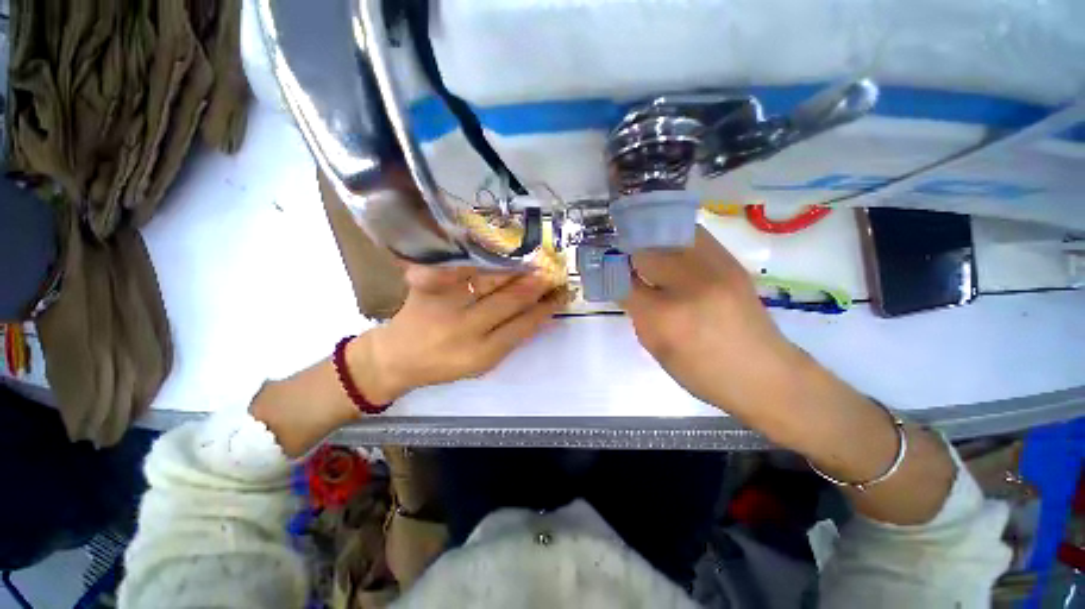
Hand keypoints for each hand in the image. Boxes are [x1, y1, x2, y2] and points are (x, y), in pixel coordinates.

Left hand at [353, 265, 567, 402]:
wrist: (396, 357)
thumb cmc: (445, 364)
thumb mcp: (482, 363)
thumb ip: (511, 339)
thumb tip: (541, 314)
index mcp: (482, 354)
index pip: (524, 326)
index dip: (546, 308)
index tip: (561, 294)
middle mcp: (465, 329)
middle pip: (510, 300)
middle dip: (536, 284)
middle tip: (552, 271)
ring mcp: (445, 305)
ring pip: (490, 280)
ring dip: (516, 269)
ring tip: (532, 260)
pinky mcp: (428, 286)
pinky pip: (461, 267)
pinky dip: (482, 259)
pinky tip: (500, 252)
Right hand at [620, 227, 799, 411]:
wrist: (764, 374)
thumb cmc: (703, 371)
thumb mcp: (657, 347)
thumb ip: (636, 311)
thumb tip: (622, 283)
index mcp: (664, 317)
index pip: (623, 282)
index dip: (611, 273)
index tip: (605, 268)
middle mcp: (688, 285)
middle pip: (644, 252)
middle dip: (629, 254)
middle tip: (625, 259)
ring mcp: (714, 268)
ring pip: (668, 235)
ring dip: (651, 241)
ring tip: (645, 248)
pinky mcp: (730, 261)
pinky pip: (692, 235)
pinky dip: (674, 237)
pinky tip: (670, 248)